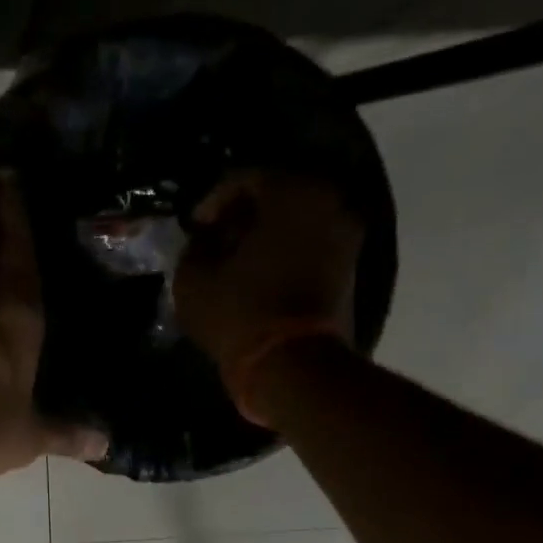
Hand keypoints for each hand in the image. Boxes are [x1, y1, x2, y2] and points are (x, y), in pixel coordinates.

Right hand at [174, 169, 363, 386]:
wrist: (292, 365)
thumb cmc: (239, 313)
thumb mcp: (193, 279)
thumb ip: (195, 247)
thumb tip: (204, 240)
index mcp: (292, 194)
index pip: (246, 178)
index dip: (213, 200)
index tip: (195, 227)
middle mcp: (329, 203)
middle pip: (278, 194)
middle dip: (243, 214)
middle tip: (215, 238)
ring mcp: (346, 236)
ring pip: (297, 219)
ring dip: (265, 233)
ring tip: (235, 258)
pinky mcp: (349, 268)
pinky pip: (310, 243)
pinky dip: (284, 250)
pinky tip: (258, 273)